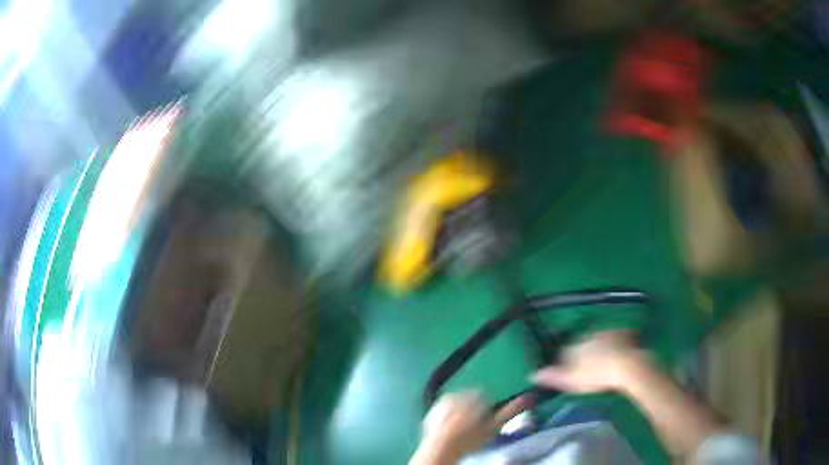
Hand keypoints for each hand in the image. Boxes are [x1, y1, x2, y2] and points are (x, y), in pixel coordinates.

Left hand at [413, 392, 528, 463]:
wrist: (443, 446)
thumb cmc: (471, 438)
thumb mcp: (495, 426)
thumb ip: (512, 410)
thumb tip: (529, 397)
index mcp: (476, 394)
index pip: (486, 396)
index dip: (487, 410)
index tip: (485, 422)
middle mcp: (460, 392)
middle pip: (471, 398)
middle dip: (473, 409)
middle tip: (473, 427)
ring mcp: (445, 400)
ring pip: (458, 403)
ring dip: (461, 412)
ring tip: (461, 429)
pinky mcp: (433, 408)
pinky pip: (445, 409)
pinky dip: (448, 415)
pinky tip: (450, 428)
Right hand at [531, 331, 648, 393]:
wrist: (628, 365)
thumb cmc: (597, 374)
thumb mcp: (571, 380)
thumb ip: (553, 376)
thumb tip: (532, 375)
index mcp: (574, 346)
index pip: (563, 351)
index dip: (563, 361)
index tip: (565, 370)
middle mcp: (588, 335)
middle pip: (579, 343)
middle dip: (580, 351)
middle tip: (584, 365)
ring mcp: (606, 333)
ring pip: (596, 338)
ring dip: (596, 345)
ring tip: (599, 358)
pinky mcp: (622, 334)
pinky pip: (614, 336)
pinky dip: (613, 342)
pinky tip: (616, 350)